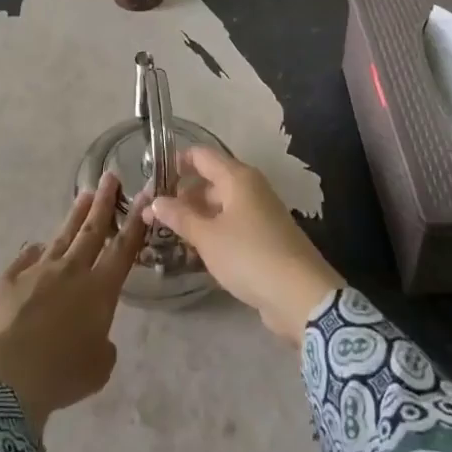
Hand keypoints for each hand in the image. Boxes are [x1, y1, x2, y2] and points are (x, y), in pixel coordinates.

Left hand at [0, 173, 147, 435]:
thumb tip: (94, 334)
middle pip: (92, 230)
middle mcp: (70, 271)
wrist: (4, 379)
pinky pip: (26, 259)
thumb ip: (102, 344)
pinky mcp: (7, 279)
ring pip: (61, 236)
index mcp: (99, 291)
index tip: (145, 195)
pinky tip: (37, 247)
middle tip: (110, 175)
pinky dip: (35, 253)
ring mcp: (36, 271)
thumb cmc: (60, 376)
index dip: (135, 222)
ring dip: (75, 215)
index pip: (123, 249)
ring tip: (84, 196)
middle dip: (104, 202)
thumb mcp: (97, 368)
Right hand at [147, 147, 342, 342]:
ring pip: (219, 206)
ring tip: (166, 235)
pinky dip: (211, 232)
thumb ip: (180, 216)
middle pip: (209, 181)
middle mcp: (250, 188)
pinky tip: (193, 250)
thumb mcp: (208, 237)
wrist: (301, 295)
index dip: (175, 163)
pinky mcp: (264, 238)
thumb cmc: (249, 255)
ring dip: (194, 217)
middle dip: (180, 196)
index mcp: (238, 178)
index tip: (150, 180)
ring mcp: (260, 213)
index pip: (200, 156)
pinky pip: (230, 225)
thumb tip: (156, 201)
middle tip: (151, 216)